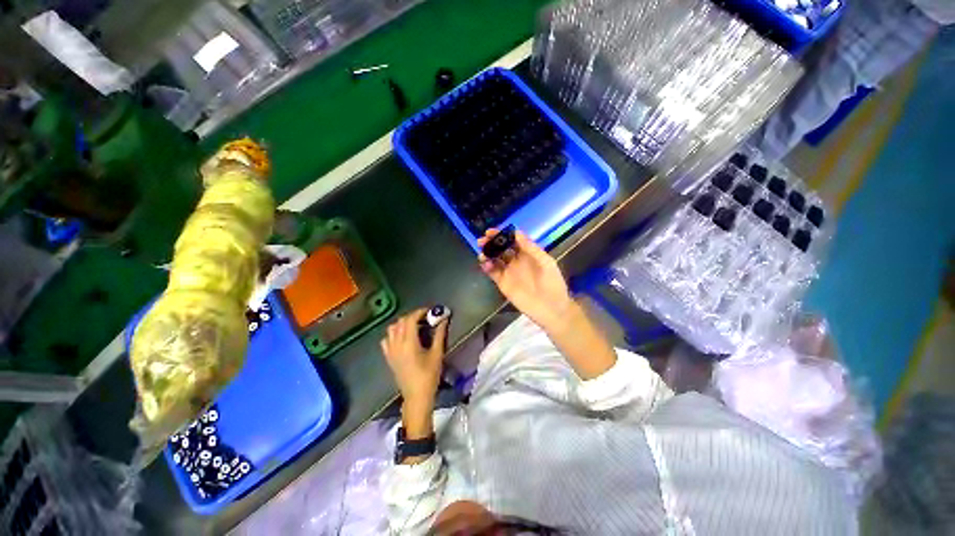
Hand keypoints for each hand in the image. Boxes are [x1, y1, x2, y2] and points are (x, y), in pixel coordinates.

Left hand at [380, 309, 448, 408]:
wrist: (416, 396)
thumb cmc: (429, 376)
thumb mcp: (437, 354)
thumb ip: (439, 334)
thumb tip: (443, 319)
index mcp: (409, 343)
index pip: (411, 319)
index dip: (420, 312)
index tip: (430, 311)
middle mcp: (397, 344)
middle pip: (401, 321)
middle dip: (413, 316)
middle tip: (425, 318)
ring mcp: (390, 351)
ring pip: (392, 329)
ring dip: (403, 323)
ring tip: (414, 326)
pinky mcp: (388, 357)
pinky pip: (386, 339)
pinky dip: (393, 334)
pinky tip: (403, 337)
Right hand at [478, 229, 573, 332]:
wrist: (551, 309)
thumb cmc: (552, 283)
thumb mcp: (545, 262)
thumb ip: (530, 248)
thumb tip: (516, 232)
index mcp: (528, 253)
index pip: (512, 240)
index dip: (502, 234)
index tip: (492, 231)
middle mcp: (516, 261)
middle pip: (501, 248)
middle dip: (491, 242)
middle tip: (482, 240)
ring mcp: (509, 272)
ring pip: (495, 259)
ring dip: (487, 254)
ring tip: (482, 252)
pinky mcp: (503, 284)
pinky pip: (493, 273)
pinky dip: (487, 267)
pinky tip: (484, 263)